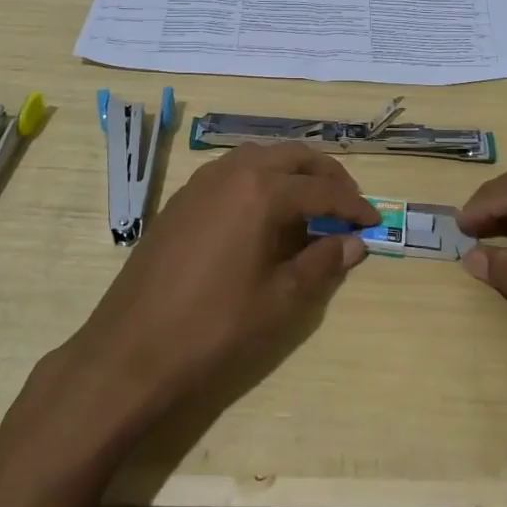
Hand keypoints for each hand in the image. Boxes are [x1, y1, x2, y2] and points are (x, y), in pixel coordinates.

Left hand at [55, 143, 378, 430]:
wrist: (131, 349)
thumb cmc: (215, 327)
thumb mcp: (281, 300)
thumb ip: (323, 263)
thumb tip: (355, 242)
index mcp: (262, 190)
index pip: (322, 189)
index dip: (354, 206)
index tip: (375, 223)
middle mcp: (232, 172)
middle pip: (292, 157)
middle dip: (326, 176)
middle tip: (348, 203)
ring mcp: (201, 182)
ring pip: (260, 158)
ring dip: (291, 173)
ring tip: (311, 205)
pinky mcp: (181, 199)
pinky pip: (232, 173)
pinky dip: (260, 181)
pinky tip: (264, 214)